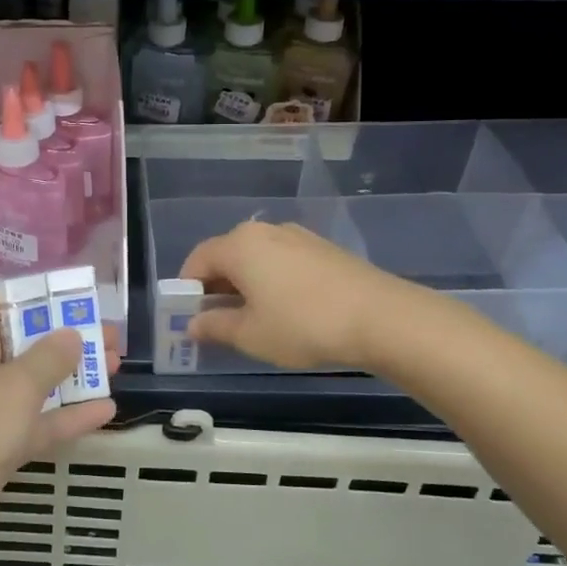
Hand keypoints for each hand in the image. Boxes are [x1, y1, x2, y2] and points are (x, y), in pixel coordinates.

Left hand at [0, 293, 116, 557]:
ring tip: (117, 367)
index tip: (77, 301)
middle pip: (21, 343)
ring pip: (31, 385)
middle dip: (66, 339)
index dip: (37, 299)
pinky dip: (64, 417)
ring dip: (71, 377)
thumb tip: (70, 334)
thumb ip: (50, 357)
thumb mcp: (17, 387)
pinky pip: (32, 423)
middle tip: (110, 339)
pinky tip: (106, 411)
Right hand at [180, 220, 404, 369]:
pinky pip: (281, 261)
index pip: (197, 260)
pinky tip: (286, 310)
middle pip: (226, 256)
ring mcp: (297, 236)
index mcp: (239, 245)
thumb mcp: (250, 334)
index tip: (188, 319)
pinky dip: (272, 282)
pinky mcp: (323, 248)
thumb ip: (214, 327)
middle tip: (218, 323)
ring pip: (256, 259)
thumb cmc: (302, 324)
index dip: (186, 290)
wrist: (381, 317)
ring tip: (254, 320)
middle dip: (215, 288)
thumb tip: (192, 324)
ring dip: (245, 285)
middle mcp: (265, 231)